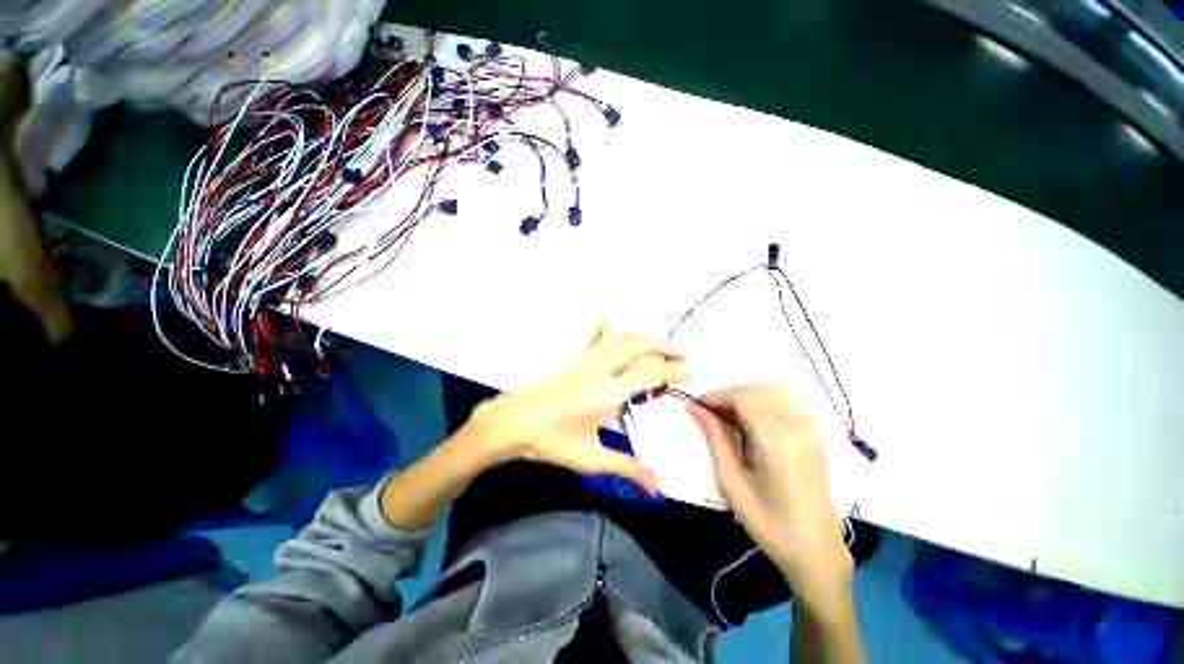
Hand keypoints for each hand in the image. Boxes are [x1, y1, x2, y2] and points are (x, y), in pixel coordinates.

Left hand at [462, 324, 691, 494]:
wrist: (512, 422)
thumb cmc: (551, 441)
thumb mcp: (591, 458)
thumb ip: (627, 468)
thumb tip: (657, 491)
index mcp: (608, 391)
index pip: (650, 373)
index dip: (674, 370)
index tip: (694, 371)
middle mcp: (601, 368)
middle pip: (639, 345)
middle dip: (666, 346)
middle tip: (685, 354)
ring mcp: (586, 359)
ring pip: (621, 334)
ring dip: (644, 328)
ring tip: (663, 318)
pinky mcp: (575, 358)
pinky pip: (594, 334)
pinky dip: (606, 322)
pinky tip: (610, 312)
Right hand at [688, 385, 852, 608]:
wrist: (817, 550)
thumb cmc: (769, 523)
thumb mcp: (732, 483)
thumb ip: (715, 439)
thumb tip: (694, 408)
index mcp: (778, 442)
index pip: (743, 397)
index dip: (717, 396)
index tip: (698, 405)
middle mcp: (798, 427)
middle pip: (756, 390)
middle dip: (728, 395)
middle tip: (710, 413)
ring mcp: (811, 428)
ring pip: (771, 391)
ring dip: (745, 397)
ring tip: (727, 417)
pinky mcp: (815, 433)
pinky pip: (784, 401)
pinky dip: (761, 402)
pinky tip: (750, 421)